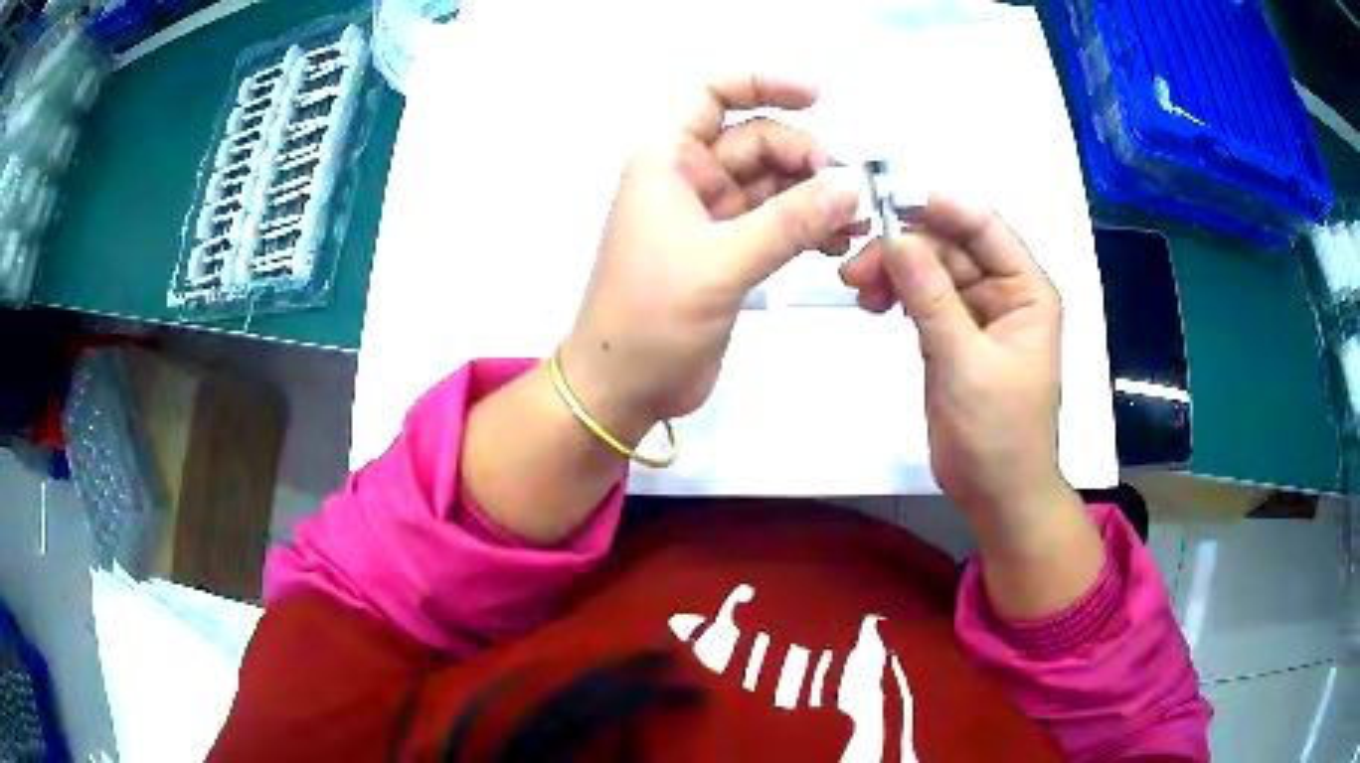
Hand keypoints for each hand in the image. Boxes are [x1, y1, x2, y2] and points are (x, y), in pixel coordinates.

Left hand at [559, 75, 862, 440]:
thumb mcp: (721, 263)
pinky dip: (808, 226)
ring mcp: (711, 217)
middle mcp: (689, 179)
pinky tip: (839, 241)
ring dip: (816, 194)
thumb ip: (790, 222)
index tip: (816, 96)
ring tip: (856, 220)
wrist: (622, 388)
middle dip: (806, 157)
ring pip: (773, 183)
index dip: (759, 83)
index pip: (708, 94)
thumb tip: (852, 186)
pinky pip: (777, 222)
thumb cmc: (649, 318)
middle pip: (757, 141)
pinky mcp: (729, 253)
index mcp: (666, 161)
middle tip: (849, 192)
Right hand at [840, 195, 1071, 531]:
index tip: (885, 198)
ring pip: (931, 269)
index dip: (939, 205)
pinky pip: (922, 298)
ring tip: (857, 289)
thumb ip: (931, 298)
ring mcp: (977, 312)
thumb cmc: (998, 432)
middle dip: (904, 247)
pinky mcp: (953, 335)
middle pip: (950, 245)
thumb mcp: (965, 362)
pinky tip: (872, 304)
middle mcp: (1005, 291)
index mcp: (1027, 289)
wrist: (996, 494)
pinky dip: (896, 296)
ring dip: (894, 271)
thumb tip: (894, 237)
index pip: (984, 226)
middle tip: (854, 266)